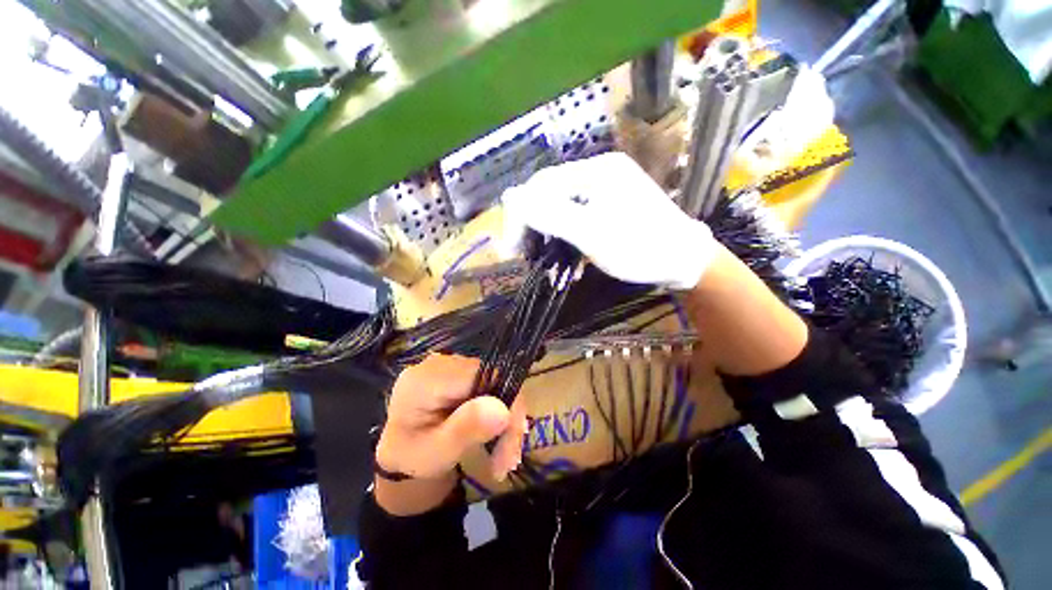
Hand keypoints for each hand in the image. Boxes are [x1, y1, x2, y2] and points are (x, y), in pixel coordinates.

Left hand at [376, 354, 526, 481]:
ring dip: (507, 418)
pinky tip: (498, 436)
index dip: (507, 403)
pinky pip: (491, 385)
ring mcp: (451, 363)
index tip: (512, 444)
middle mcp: (441, 362)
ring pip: (497, 382)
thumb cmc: (411, 455)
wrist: (400, 450)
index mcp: (428, 378)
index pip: (483, 376)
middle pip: (493, 378)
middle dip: (508, 418)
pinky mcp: (461, 370)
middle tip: (508, 461)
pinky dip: (499, 411)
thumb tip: (503, 409)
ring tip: (503, 457)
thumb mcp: (435, 453)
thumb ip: (465, 429)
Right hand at [502, 152, 716, 289]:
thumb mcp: (591, 233)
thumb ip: (550, 214)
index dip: (520, 217)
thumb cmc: (640, 248)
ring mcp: (605, 187)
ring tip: (543, 259)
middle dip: (533, 227)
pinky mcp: (609, 203)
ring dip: (547, 234)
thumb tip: (510, 197)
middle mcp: (598, 171)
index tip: (511, 251)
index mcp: (594, 171)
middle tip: (526, 257)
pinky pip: (575, 214)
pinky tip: (565, 253)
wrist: (684, 260)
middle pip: (549, 194)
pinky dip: (564, 235)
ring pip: (560, 206)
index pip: (540, 187)